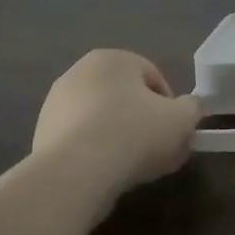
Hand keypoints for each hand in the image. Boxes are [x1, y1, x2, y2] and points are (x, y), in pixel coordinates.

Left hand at [31, 50, 199, 191]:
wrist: (74, 174)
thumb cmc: (134, 134)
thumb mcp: (182, 119)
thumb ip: (193, 108)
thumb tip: (190, 107)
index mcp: (113, 59)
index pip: (154, 78)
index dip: (172, 107)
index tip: (176, 134)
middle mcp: (79, 73)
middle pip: (127, 99)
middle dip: (146, 123)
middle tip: (160, 152)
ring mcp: (55, 104)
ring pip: (104, 120)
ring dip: (122, 139)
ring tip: (135, 169)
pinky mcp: (41, 135)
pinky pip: (82, 141)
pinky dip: (97, 154)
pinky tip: (108, 175)